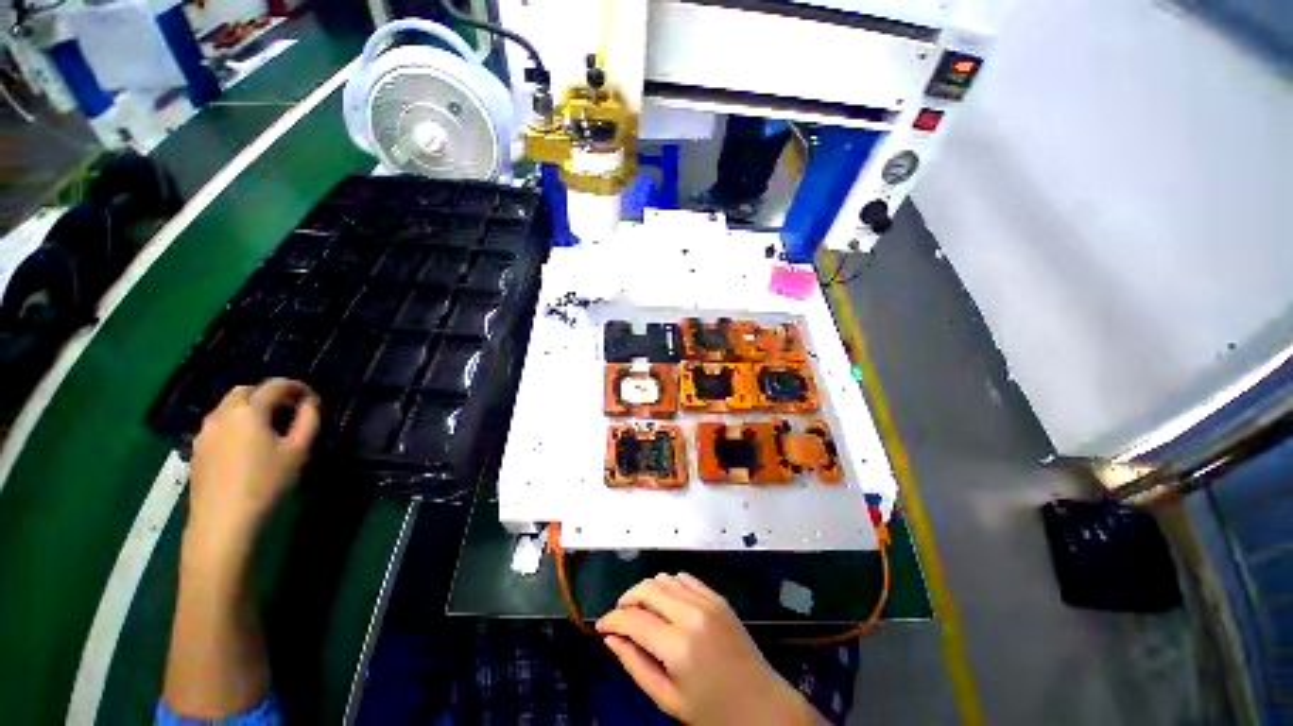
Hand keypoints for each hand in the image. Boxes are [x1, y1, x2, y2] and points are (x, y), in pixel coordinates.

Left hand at [188, 378, 319, 544]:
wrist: (223, 521)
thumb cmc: (267, 482)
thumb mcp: (298, 451)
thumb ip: (308, 420)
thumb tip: (311, 402)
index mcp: (249, 411)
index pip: (275, 385)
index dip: (297, 386)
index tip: (312, 397)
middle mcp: (222, 415)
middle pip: (246, 391)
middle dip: (269, 394)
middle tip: (289, 410)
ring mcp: (205, 433)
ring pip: (228, 408)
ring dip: (250, 409)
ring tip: (269, 428)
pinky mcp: (198, 450)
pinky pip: (219, 425)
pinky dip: (236, 424)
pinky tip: (248, 445)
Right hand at [597, 573, 824, 725]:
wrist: (763, 705)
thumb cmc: (713, 712)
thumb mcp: (668, 699)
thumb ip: (636, 665)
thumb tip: (610, 639)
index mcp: (677, 646)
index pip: (633, 620)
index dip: (611, 620)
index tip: (600, 626)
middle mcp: (691, 614)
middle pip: (647, 589)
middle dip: (626, 599)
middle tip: (618, 616)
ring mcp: (707, 601)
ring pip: (664, 578)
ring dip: (646, 589)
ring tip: (640, 610)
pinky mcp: (718, 597)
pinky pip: (685, 578)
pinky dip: (669, 584)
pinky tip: (665, 601)